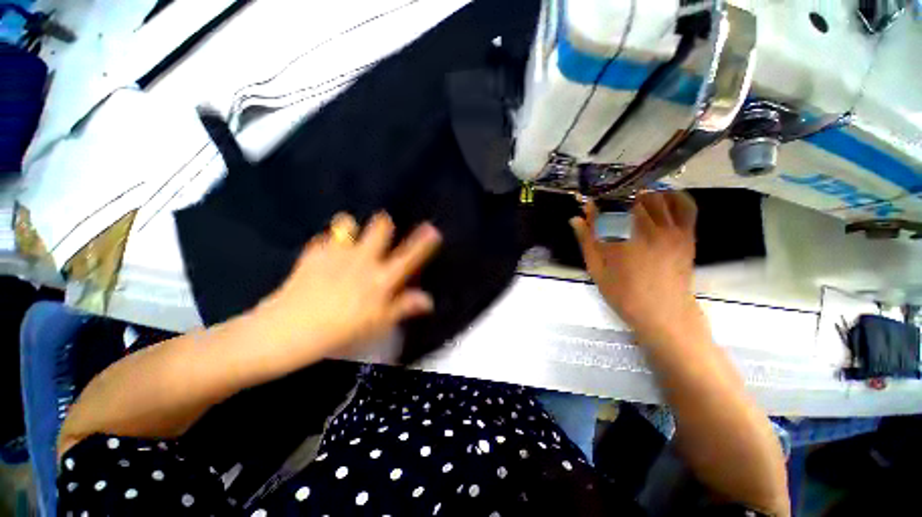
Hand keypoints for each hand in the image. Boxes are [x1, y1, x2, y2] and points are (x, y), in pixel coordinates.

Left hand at [258, 212, 441, 358]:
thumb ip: (403, 307)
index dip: (423, 242)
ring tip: (349, 238)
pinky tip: (325, 254)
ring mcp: (336, 253)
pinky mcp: (313, 253)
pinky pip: (324, 237)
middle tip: (382, 231)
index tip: (432, 230)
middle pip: (379, 227)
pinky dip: (328, 242)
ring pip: (348, 222)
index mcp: (380, 279)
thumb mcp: (377, 323)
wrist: (288, 331)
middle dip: (384, 224)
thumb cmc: (340, 330)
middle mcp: (363, 260)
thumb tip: (428, 300)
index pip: (409, 257)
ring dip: (352, 227)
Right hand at [570, 192, 705, 344]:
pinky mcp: (687, 234)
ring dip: (640, 196)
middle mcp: (646, 231)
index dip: (595, 206)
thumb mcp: (597, 271)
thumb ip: (587, 242)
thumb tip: (576, 218)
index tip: (589, 206)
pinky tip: (660, 198)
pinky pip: (684, 205)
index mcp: (620, 242)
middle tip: (609, 207)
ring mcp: (670, 230)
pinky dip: (673, 196)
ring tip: (630, 204)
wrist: (665, 313)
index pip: (605, 212)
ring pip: (655, 197)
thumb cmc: (624, 295)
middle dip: (616, 200)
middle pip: (630, 199)